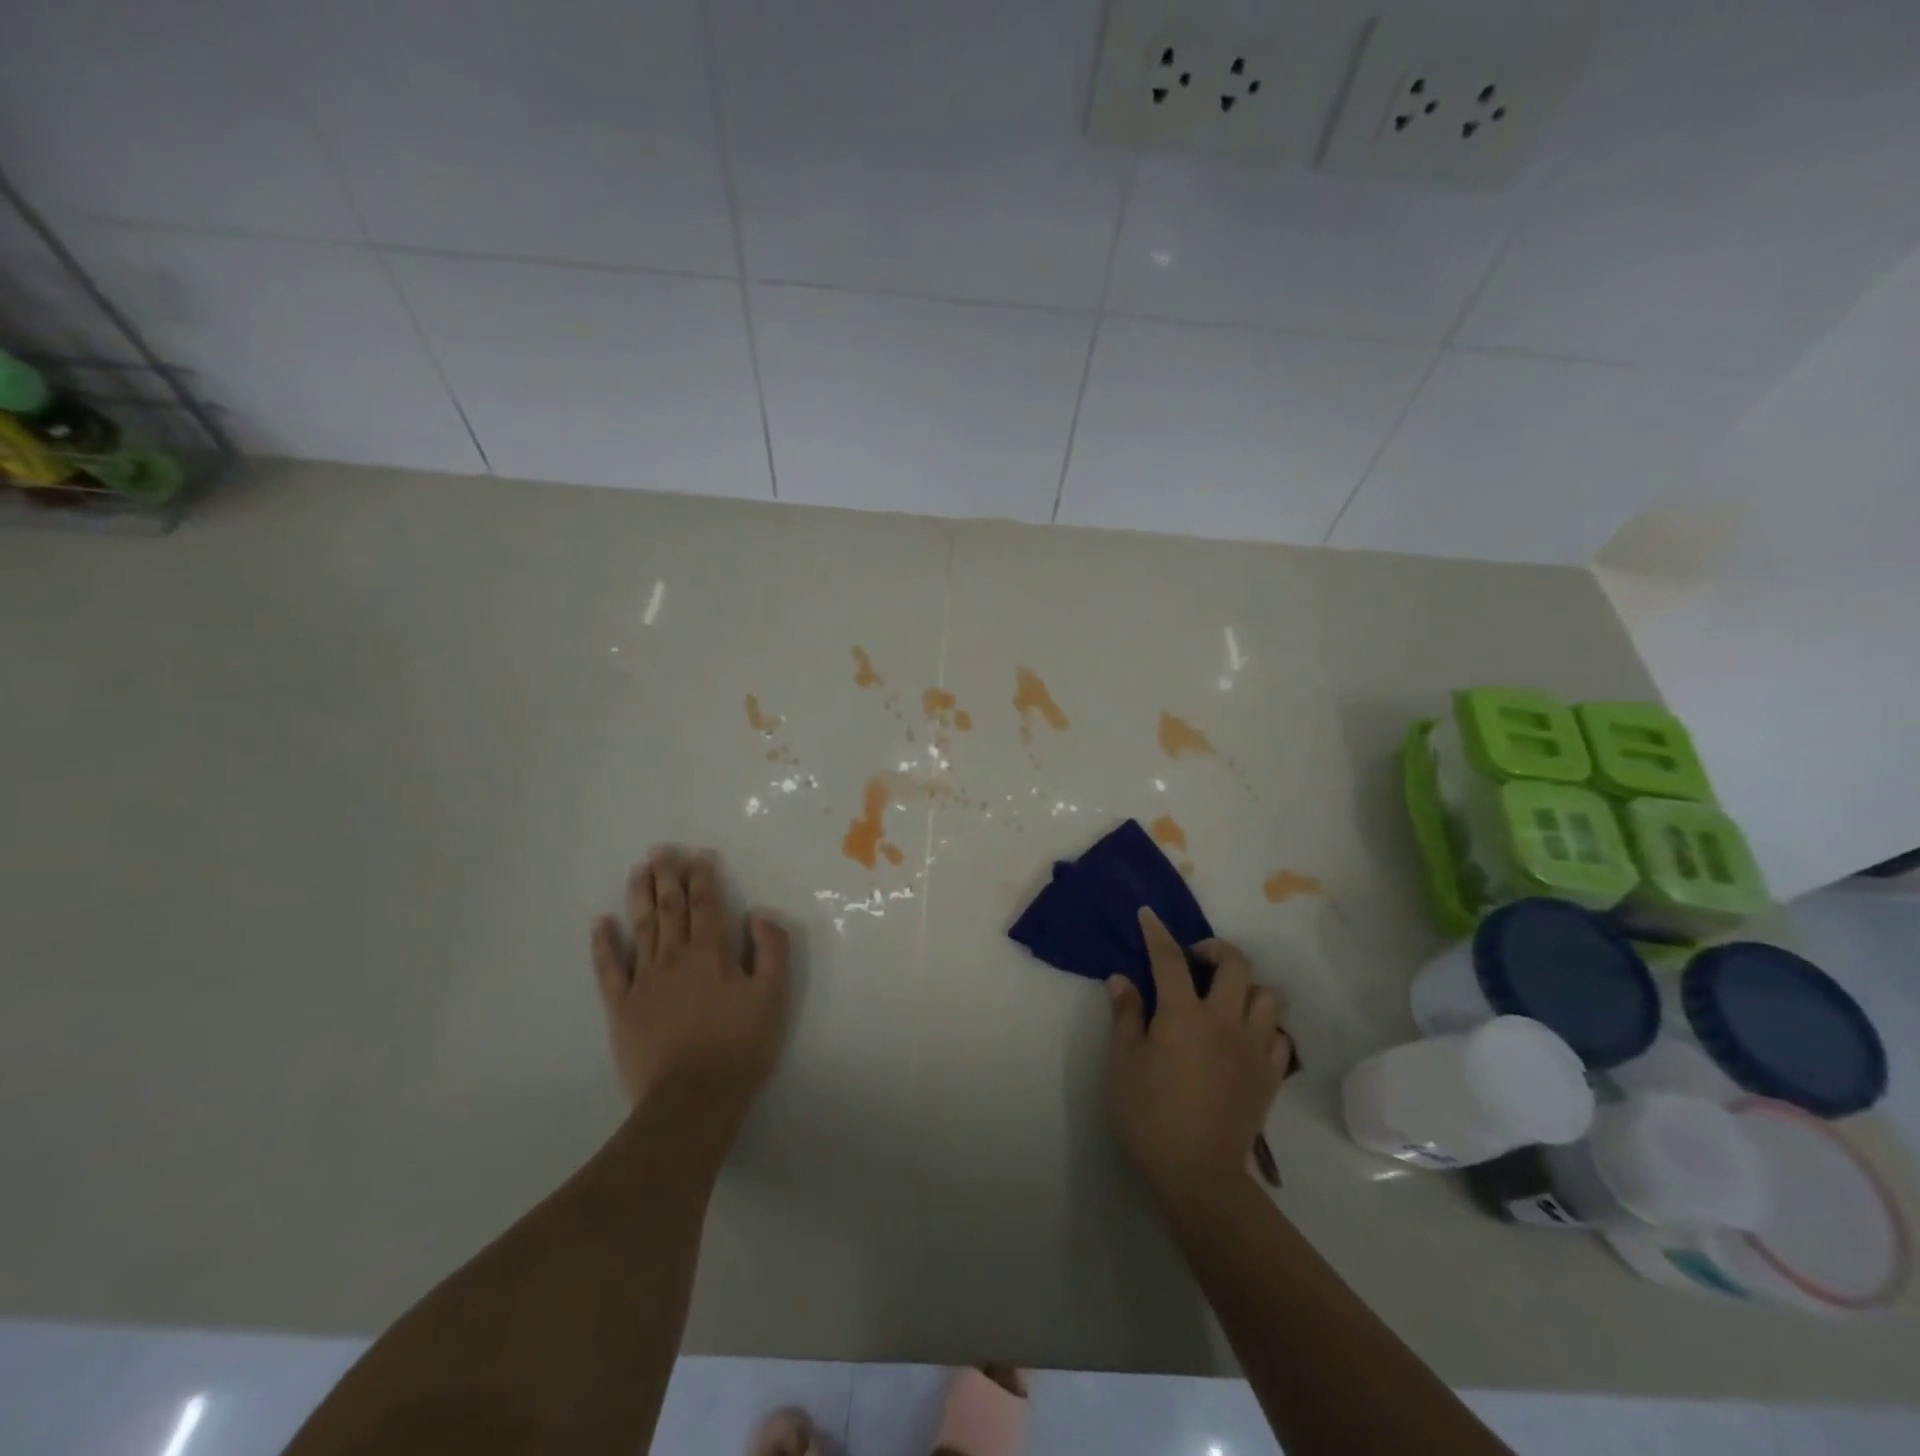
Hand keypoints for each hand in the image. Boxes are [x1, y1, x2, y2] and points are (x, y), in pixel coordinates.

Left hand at [590, 847, 791, 1143]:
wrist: (691, 1100)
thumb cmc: (739, 1047)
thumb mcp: (773, 997)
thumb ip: (772, 949)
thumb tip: (759, 914)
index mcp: (711, 953)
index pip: (706, 905)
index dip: (703, 878)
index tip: (699, 855)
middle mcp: (674, 958)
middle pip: (670, 908)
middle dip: (668, 876)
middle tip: (661, 850)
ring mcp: (643, 981)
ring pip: (641, 928)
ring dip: (640, 896)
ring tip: (638, 870)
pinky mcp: (621, 1008)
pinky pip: (609, 968)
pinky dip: (604, 943)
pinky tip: (600, 922)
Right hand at [1106, 908, 1292, 1200]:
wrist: (1199, 1175)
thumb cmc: (1150, 1116)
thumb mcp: (1123, 1064)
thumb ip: (1125, 1016)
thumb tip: (1121, 979)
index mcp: (1184, 1014)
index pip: (1170, 959)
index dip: (1157, 933)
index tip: (1149, 915)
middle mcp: (1225, 1021)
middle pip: (1236, 965)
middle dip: (1216, 950)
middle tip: (1196, 960)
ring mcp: (1255, 1048)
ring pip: (1268, 997)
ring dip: (1248, 988)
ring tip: (1227, 998)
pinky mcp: (1271, 1076)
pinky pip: (1281, 1036)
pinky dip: (1266, 1027)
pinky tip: (1247, 1037)